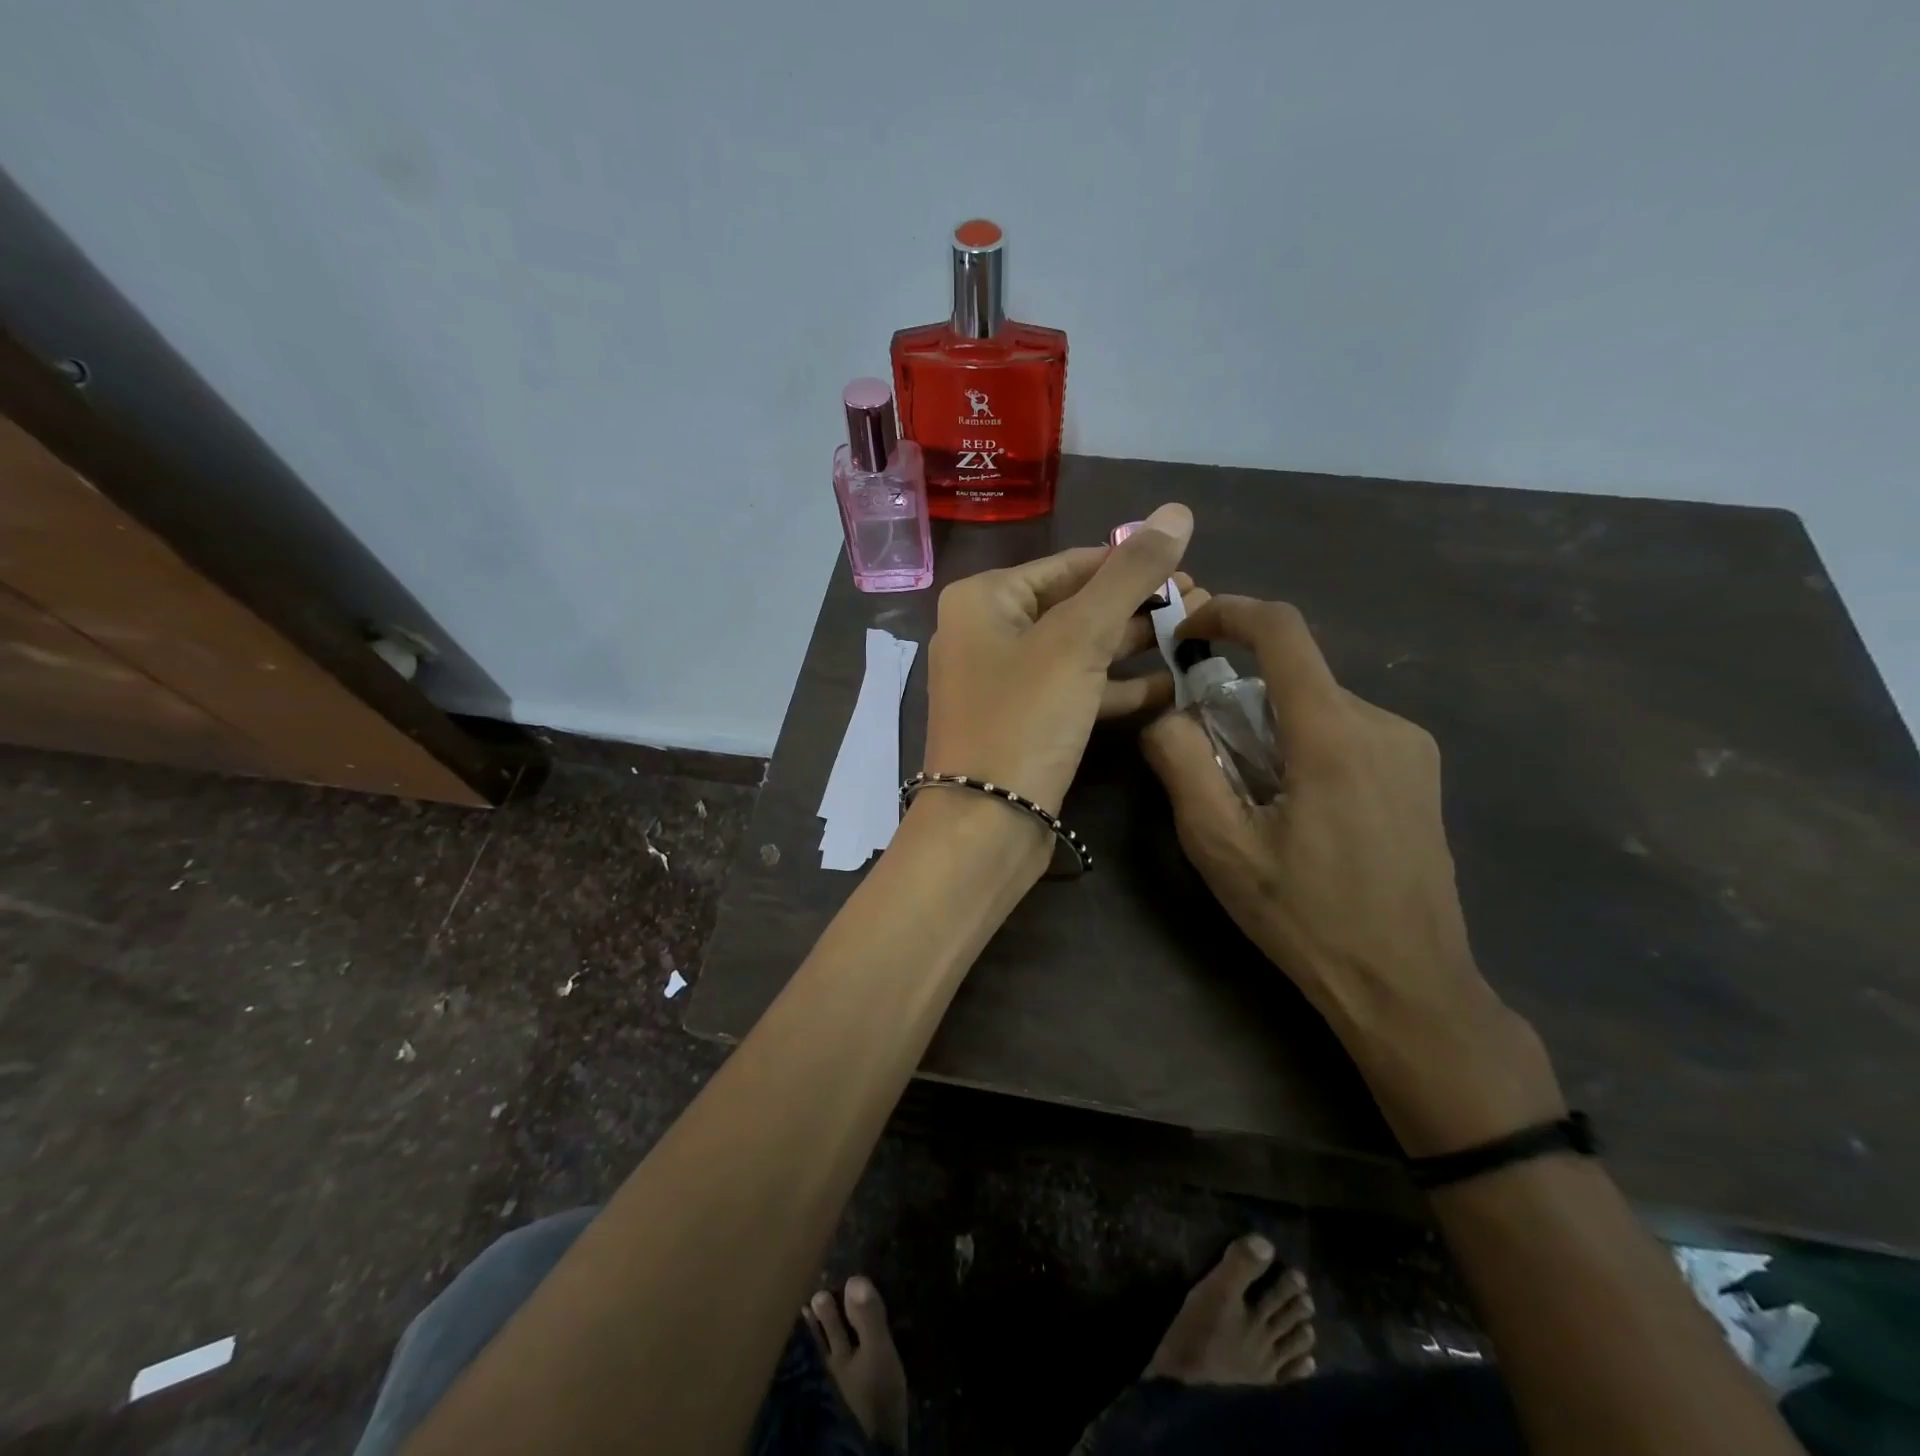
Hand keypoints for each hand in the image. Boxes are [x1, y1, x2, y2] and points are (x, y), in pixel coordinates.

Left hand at [923, 502, 1194, 818]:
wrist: (985, 826)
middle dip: (1137, 605)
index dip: (1130, 562)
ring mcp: (1004, 682)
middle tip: (1203, 601)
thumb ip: (1128, 575)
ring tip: (1197, 634)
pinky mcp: (1024, 723)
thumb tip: (1176, 509)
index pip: (1069, 564)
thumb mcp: (1078, 639)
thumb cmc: (1023, 720)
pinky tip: (1171, 687)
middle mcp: (987, 634)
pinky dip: (1117, 688)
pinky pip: (1075, 691)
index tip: (1188, 565)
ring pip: (1079, 650)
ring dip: (1134, 645)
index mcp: (985, 599)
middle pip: (1075, 605)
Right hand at [1140, 594, 1562, 1154]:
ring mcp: (1409, 748)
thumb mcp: (1220, 846)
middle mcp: (1381, 723)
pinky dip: (1303, 746)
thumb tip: (1167, 715)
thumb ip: (1182, 765)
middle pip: (1292, 677)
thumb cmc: (1305, 917)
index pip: (1282, 631)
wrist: (1408, 986)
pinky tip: (1296, 811)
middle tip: (1207, 760)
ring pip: (1317, 707)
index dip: (1228, 612)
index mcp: (1333, 734)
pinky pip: (1345, 732)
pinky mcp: (1418, 773)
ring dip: (1269, 730)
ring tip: (1252, 800)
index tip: (1186, 630)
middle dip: (1237, 700)